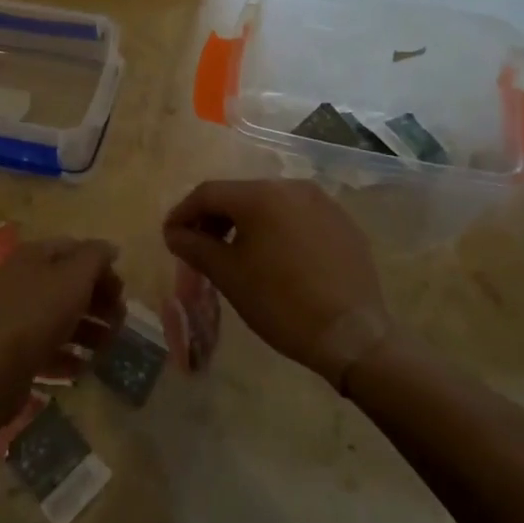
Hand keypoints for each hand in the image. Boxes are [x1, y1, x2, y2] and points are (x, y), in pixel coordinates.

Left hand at [0, 237, 123, 384]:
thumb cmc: (39, 312)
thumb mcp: (75, 276)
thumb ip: (96, 257)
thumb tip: (110, 247)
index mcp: (34, 255)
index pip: (75, 250)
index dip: (101, 266)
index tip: (122, 290)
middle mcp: (23, 280)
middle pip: (70, 285)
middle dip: (99, 301)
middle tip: (120, 321)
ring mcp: (18, 316)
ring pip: (62, 317)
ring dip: (90, 330)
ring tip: (108, 347)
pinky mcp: (16, 350)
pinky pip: (49, 347)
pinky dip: (69, 354)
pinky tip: (84, 365)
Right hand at [162, 180, 386, 385]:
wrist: (353, 335)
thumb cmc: (281, 303)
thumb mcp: (229, 276)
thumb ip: (195, 247)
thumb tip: (174, 233)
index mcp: (261, 195)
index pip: (208, 193)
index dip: (183, 212)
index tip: (170, 236)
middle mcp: (291, 187)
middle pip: (240, 195)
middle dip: (214, 218)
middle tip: (198, 246)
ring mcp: (322, 202)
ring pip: (270, 204)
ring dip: (245, 223)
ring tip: (234, 253)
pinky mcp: (342, 222)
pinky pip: (297, 217)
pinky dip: (277, 230)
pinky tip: (274, 258)